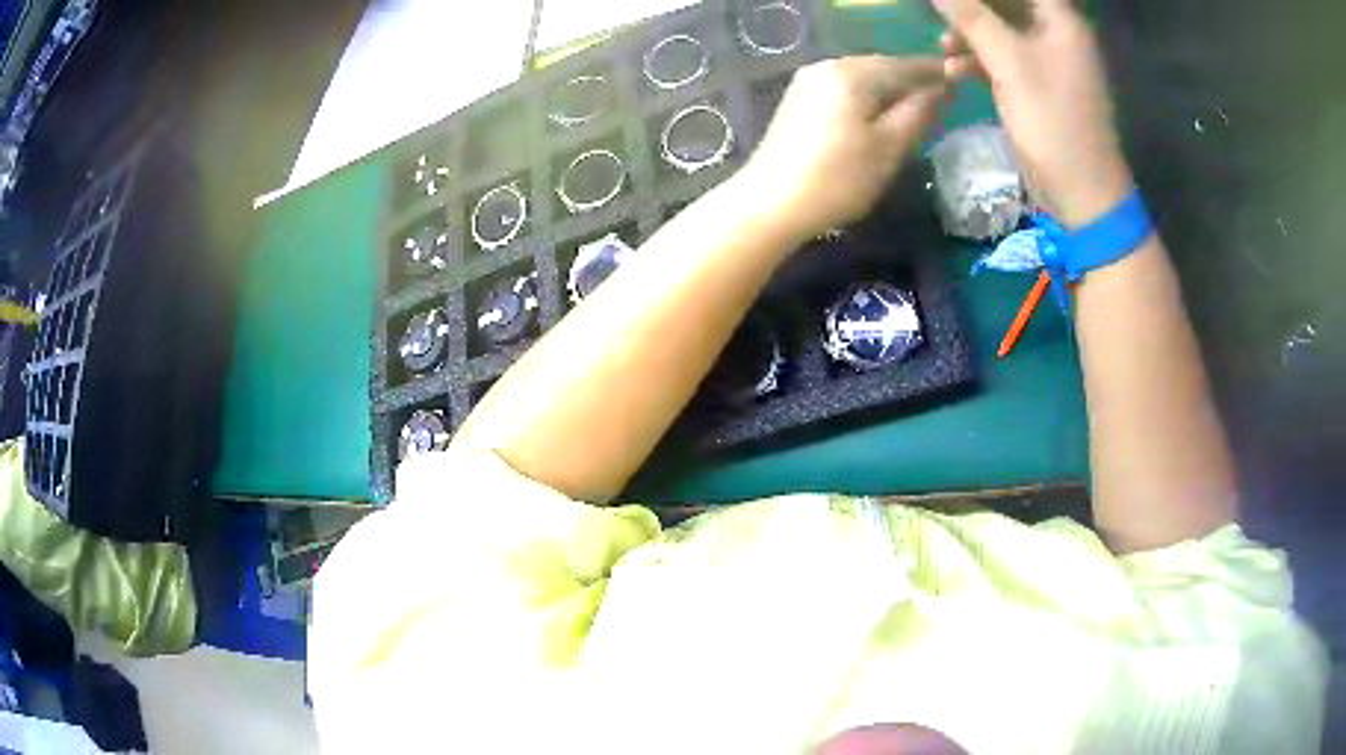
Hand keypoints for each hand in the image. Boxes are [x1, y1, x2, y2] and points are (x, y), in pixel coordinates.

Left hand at [736, 56, 948, 240]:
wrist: (770, 203)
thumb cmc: (839, 178)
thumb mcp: (890, 147)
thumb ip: (919, 112)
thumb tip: (941, 88)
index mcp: (852, 72)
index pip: (905, 65)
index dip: (936, 73)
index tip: (962, 80)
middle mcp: (827, 66)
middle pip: (881, 67)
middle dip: (912, 80)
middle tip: (942, 99)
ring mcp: (808, 81)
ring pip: (862, 78)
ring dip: (890, 90)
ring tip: (915, 110)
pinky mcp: (798, 100)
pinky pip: (844, 89)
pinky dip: (867, 98)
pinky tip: (878, 116)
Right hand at [934, 0, 1133, 226]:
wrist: (1082, 192)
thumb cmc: (1053, 123)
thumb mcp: (1011, 65)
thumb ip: (973, 19)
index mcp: (1061, 22)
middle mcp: (1056, 35)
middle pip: (1007, 5)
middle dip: (972, 7)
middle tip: (941, 12)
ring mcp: (1046, 62)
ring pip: (1001, 30)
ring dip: (970, 34)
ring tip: (943, 46)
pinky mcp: (1036, 87)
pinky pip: (1003, 59)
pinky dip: (978, 61)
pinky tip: (954, 70)